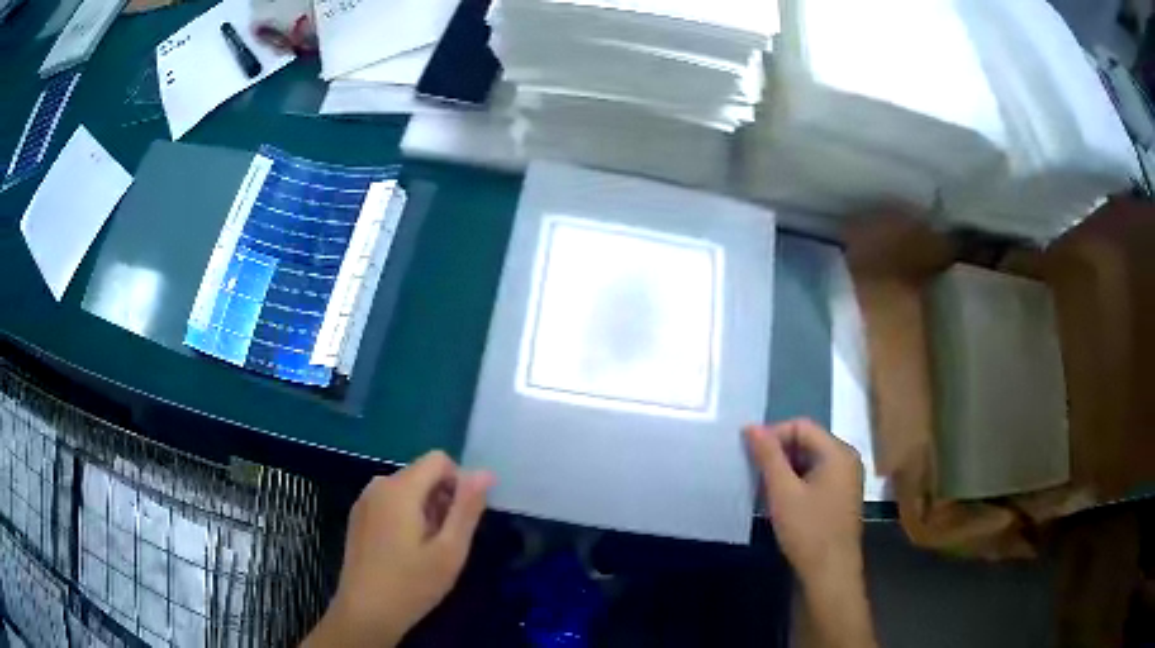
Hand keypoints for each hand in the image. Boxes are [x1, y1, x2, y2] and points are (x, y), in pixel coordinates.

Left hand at [304, 451, 493, 647]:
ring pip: (407, 489)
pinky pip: (390, 501)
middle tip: (445, 541)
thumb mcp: (450, 550)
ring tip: (427, 549)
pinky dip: (406, 516)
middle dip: (441, 499)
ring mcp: (364, 500)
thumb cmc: (412, 583)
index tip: (461, 519)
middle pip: (422, 474)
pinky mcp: (358, 516)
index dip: (459, 483)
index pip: (439, 459)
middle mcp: (378, 485)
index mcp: (400, 488)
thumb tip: (485, 472)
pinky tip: (406, 551)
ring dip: (425, 510)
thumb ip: (467, 508)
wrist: (365, 611)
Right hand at [744, 419, 863, 587]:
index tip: (749, 456)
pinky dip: (797, 482)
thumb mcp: (783, 492)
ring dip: (786, 469)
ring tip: (764, 488)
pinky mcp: (841, 496)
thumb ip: (768, 456)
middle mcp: (847, 459)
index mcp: (838, 452)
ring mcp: (846, 478)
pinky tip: (781, 501)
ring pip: (810, 460)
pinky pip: (816, 476)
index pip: (801, 426)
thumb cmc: (808, 530)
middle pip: (807, 441)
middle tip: (754, 473)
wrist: (830, 572)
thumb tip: (751, 426)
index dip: (773, 435)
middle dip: (779, 453)